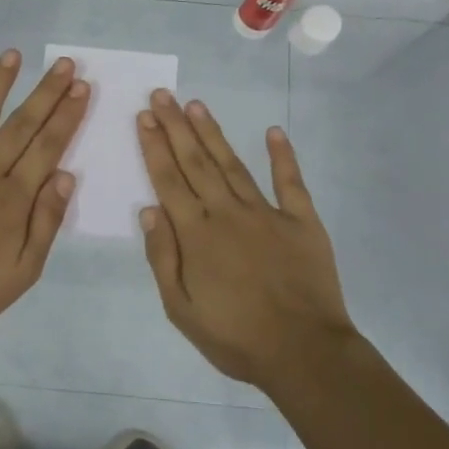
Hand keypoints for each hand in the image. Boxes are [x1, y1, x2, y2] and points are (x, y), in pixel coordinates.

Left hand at [0, 49, 89, 335]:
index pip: (48, 147)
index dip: (67, 115)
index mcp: (13, 197)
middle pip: (20, 125)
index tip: (81, 87)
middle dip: (46, 92)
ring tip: (12, 55)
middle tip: (64, 63)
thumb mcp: (23, 271)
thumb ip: (46, 222)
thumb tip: (67, 175)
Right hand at [136, 90, 357, 389]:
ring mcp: (267, 213)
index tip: (144, 117)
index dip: (154, 147)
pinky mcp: (302, 221)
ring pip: (233, 164)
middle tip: (162, 95)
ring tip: (196, 105)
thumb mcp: (181, 309)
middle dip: (176, 127)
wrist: (304, 353)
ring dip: (212, 133)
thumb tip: (148, 210)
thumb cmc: (235, 337)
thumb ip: (162, 257)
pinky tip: (274, 132)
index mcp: (196, 234)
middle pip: (196, 162)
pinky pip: (291, 182)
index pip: (168, 181)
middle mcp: (227, 213)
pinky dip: (283, 156)